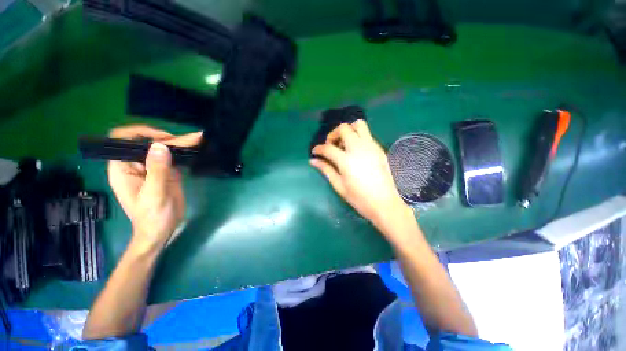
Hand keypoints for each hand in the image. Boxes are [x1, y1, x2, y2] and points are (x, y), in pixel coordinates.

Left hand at [107, 125, 202, 252]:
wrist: (162, 230)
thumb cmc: (152, 217)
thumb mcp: (154, 194)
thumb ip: (157, 170)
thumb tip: (160, 146)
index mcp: (123, 168)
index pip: (123, 140)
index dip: (140, 133)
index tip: (163, 138)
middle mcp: (135, 165)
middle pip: (148, 143)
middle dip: (168, 138)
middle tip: (191, 139)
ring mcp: (152, 168)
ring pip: (162, 149)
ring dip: (179, 143)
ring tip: (197, 138)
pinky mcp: (166, 172)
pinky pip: (173, 158)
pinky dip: (184, 152)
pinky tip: (195, 147)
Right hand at [310, 120, 411, 228]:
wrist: (385, 203)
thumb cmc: (359, 198)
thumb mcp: (339, 185)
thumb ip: (326, 170)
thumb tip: (313, 161)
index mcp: (346, 160)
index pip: (328, 148)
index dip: (318, 148)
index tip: (315, 152)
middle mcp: (359, 148)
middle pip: (344, 128)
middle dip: (333, 134)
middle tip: (331, 146)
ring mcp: (371, 146)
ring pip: (359, 125)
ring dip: (348, 131)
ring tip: (344, 145)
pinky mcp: (379, 149)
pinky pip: (367, 134)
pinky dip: (358, 137)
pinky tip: (355, 151)